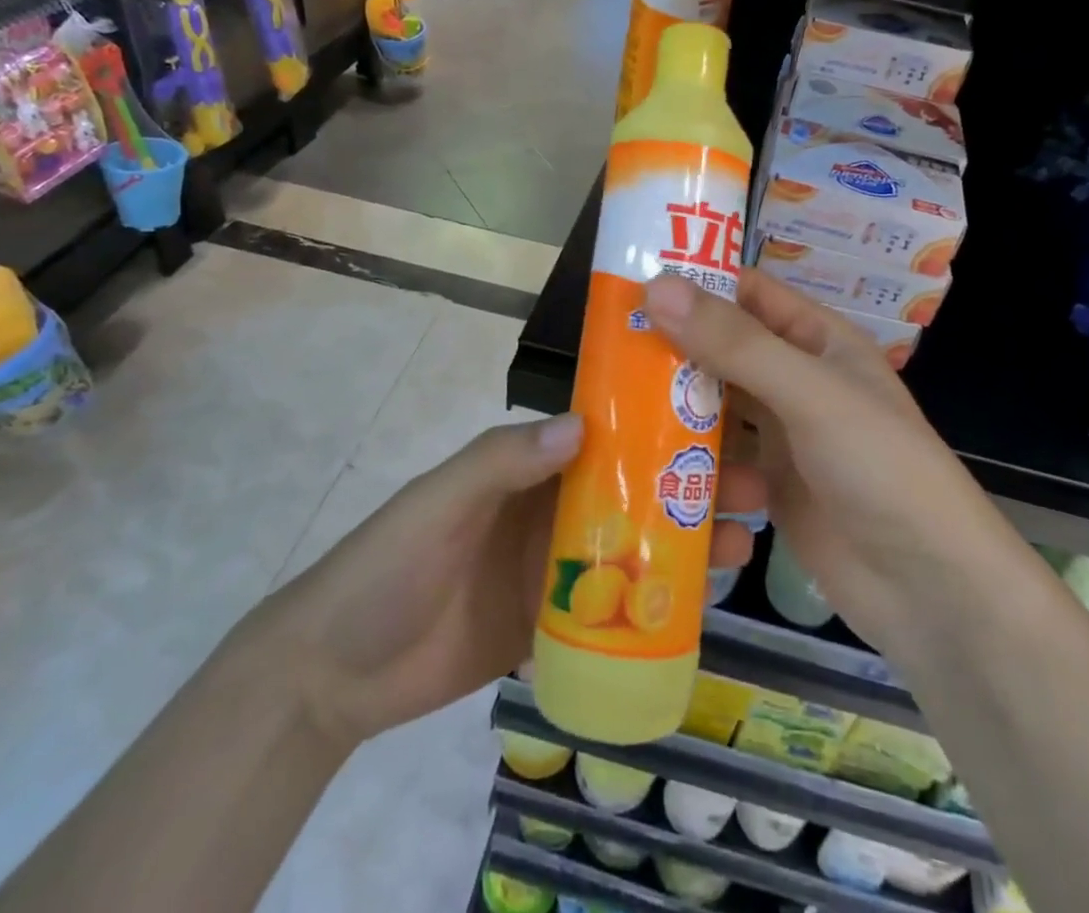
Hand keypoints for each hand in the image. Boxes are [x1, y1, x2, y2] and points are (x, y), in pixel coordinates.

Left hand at [266, 415, 765, 747]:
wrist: (337, 672)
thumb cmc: (389, 564)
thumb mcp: (441, 500)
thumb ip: (502, 459)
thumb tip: (584, 423)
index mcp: (530, 465)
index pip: (606, 432)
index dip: (658, 421)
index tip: (716, 416)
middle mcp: (553, 507)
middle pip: (634, 488)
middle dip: (690, 483)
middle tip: (752, 487)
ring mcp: (558, 568)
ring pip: (636, 545)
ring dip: (686, 541)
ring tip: (740, 543)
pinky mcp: (555, 623)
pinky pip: (617, 608)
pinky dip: (658, 603)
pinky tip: (703, 604)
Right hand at [644, 271, 991, 662]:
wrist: (931, 590)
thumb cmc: (880, 468)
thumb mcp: (809, 394)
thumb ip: (735, 343)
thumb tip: (657, 287)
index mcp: (817, 340)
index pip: (748, 293)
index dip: (696, 284)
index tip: (631, 287)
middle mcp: (797, 380)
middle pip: (724, 351)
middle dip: (674, 352)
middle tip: (609, 353)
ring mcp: (783, 436)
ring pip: (716, 408)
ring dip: (677, 413)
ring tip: (618, 413)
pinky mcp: (769, 488)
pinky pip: (720, 461)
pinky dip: (692, 464)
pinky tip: (656, 474)